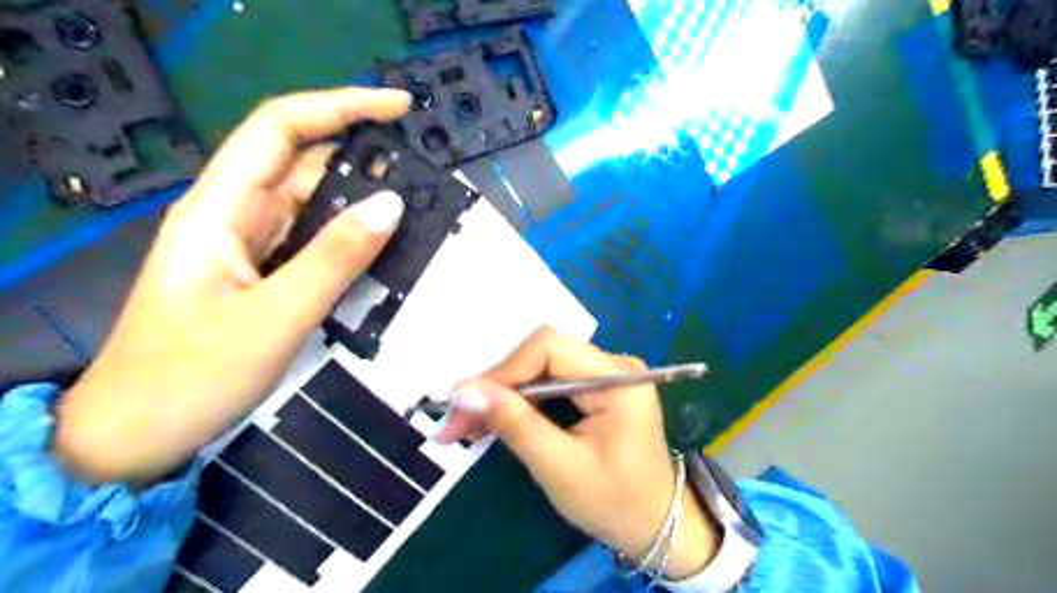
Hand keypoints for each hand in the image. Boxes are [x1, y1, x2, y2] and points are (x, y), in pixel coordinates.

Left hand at [56, 88, 410, 485]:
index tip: (397, 108)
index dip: (339, 107)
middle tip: (423, 173)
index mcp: (220, 209)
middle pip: (304, 164)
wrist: (140, 435)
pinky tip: (385, 247)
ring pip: (314, 205)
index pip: (281, 129)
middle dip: (362, 158)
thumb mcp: (275, 315)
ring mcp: (252, 247)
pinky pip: (316, 242)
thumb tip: (393, 204)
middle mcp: (236, 216)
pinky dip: (352, 238)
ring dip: (362, 201)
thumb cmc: (193, 375)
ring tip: (417, 208)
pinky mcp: (266, 275)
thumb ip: (335, 258)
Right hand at [436, 325, 718, 577]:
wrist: (658, 524)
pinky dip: (521, 401)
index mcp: (618, 379)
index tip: (465, 404)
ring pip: (541, 367)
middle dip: (497, 385)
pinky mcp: (597, 388)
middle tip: (458, 421)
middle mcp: (613, 364)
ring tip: (469, 424)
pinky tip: (498, 419)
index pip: (549, 347)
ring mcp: (606, 374)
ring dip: (504, 394)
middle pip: (542, 354)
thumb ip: (515, 424)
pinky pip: (551, 382)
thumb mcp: (561, 468)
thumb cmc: (615, 503)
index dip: (503, 370)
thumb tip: (463, 391)